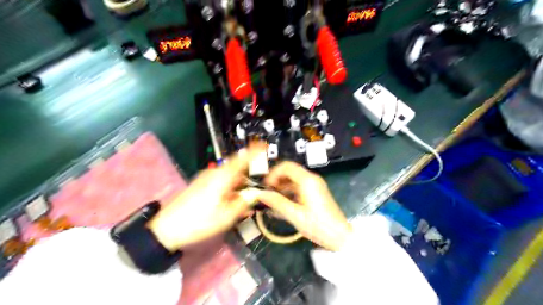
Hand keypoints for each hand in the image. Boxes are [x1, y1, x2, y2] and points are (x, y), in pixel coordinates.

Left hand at [149, 145, 265, 249]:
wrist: (167, 228)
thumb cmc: (199, 221)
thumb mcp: (226, 216)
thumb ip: (243, 203)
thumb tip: (255, 194)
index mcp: (222, 177)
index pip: (242, 159)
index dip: (254, 151)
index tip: (263, 146)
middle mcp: (215, 173)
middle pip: (237, 169)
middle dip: (248, 176)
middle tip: (258, 186)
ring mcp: (207, 178)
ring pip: (229, 177)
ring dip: (239, 186)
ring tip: (246, 200)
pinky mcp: (201, 184)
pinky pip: (221, 182)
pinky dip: (230, 189)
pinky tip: (233, 202)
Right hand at [256, 160, 351, 250]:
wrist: (340, 236)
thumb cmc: (318, 226)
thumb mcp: (294, 215)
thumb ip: (277, 202)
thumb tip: (260, 194)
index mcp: (307, 181)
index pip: (286, 166)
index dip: (273, 173)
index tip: (265, 186)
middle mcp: (312, 179)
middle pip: (290, 171)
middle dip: (276, 179)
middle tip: (267, 193)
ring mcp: (315, 185)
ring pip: (294, 178)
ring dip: (282, 185)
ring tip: (273, 199)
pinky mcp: (316, 192)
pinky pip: (299, 185)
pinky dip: (289, 190)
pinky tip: (283, 203)